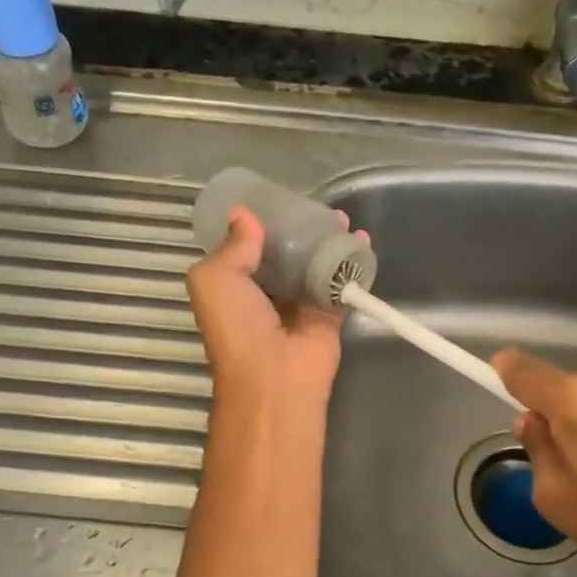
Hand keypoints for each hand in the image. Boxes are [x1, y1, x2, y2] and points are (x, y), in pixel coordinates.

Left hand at [187, 206, 350, 407]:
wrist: (273, 376)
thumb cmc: (236, 325)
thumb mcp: (214, 278)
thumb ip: (231, 245)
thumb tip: (244, 214)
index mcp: (233, 287)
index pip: (245, 249)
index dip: (259, 224)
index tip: (276, 199)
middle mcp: (265, 295)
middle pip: (284, 254)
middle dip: (299, 230)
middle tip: (316, 206)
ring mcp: (299, 305)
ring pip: (314, 266)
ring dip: (327, 242)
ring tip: (342, 218)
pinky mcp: (328, 316)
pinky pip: (341, 284)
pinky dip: (352, 264)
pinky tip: (362, 240)